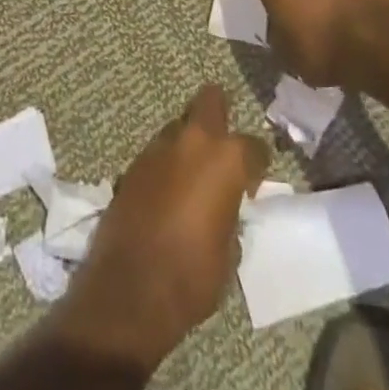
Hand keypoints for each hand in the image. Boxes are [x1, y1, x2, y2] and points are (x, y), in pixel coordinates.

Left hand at [50, 84, 268, 373]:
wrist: (131, 288)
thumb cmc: (193, 275)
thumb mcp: (229, 253)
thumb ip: (231, 217)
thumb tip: (225, 210)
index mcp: (226, 159)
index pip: (254, 146)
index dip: (257, 165)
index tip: (252, 184)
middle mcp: (193, 140)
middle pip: (210, 101)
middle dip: (219, 114)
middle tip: (222, 149)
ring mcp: (159, 147)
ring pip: (180, 127)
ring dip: (188, 145)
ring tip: (191, 178)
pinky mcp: (134, 162)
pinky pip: (158, 152)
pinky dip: (167, 164)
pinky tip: (167, 192)